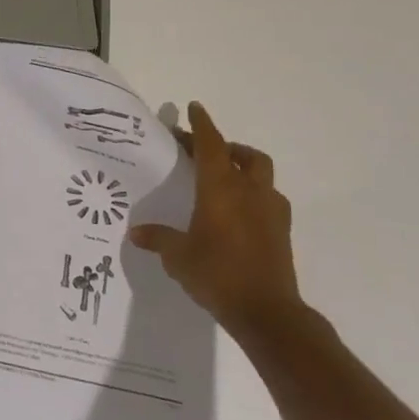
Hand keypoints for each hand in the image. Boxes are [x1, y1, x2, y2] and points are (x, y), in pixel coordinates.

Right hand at [129, 100, 298, 335]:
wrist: (267, 312)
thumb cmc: (217, 275)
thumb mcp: (178, 257)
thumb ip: (158, 239)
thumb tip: (136, 232)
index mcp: (221, 189)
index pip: (211, 145)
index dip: (201, 125)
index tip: (194, 108)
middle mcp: (249, 191)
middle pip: (242, 155)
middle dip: (223, 146)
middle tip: (200, 151)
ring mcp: (271, 210)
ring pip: (261, 173)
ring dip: (243, 166)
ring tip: (223, 177)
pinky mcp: (282, 230)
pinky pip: (269, 198)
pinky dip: (254, 193)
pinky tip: (239, 210)